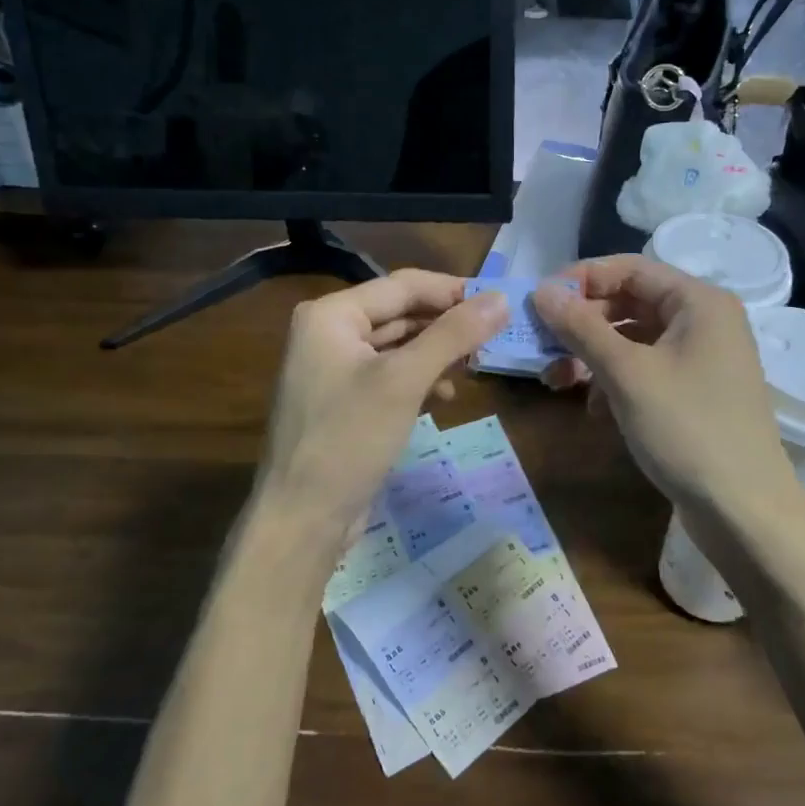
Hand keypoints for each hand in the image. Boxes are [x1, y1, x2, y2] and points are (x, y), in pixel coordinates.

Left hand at [255, 272, 506, 536]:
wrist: (302, 520)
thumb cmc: (349, 439)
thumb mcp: (406, 381)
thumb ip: (454, 335)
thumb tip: (502, 298)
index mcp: (332, 314)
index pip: (403, 285)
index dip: (453, 290)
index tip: (499, 302)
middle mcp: (328, 332)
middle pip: (400, 312)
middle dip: (447, 324)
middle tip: (495, 335)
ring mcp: (334, 369)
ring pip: (398, 345)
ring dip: (437, 352)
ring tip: (476, 366)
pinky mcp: (344, 401)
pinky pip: (390, 374)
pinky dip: (419, 379)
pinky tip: (446, 395)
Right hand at [532, 257, 800, 518]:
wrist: (744, 512)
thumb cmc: (687, 429)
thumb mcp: (627, 374)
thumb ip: (581, 328)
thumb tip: (541, 290)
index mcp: (698, 301)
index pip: (629, 269)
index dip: (581, 280)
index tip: (539, 302)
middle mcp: (704, 321)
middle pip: (630, 303)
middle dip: (582, 324)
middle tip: (542, 346)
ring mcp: (702, 359)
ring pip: (634, 340)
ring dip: (593, 356)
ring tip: (557, 382)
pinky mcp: (695, 393)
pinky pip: (646, 370)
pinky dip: (615, 382)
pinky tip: (594, 410)